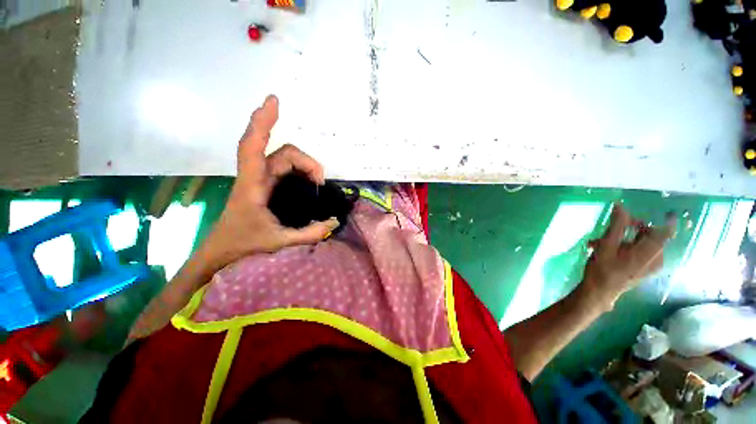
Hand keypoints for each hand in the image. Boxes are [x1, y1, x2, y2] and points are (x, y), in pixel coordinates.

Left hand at [203, 95, 338, 267]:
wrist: (220, 251)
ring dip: (303, 164)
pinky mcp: (263, 185)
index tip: (274, 102)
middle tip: (320, 181)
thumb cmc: (243, 245)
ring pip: (283, 158)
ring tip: (317, 181)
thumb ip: (309, 234)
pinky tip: (306, 177)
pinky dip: (297, 167)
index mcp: (252, 186)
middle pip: (281, 153)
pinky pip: (282, 167)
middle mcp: (255, 177)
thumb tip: (334, 222)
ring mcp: (259, 180)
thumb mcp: (279, 242)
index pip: (253, 147)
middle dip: (305, 161)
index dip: (263, 122)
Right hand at [579, 204, 676, 310]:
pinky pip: (640, 251)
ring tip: (600, 242)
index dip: (668, 219)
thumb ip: (617, 225)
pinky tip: (608, 250)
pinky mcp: (644, 269)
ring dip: (623, 238)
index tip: (664, 211)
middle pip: (650, 235)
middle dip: (630, 228)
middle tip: (611, 228)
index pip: (667, 231)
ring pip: (642, 243)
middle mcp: (655, 257)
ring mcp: (651, 265)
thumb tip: (621, 206)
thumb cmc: (603, 268)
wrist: (599, 292)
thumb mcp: (607, 245)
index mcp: (650, 251)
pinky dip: (625, 247)